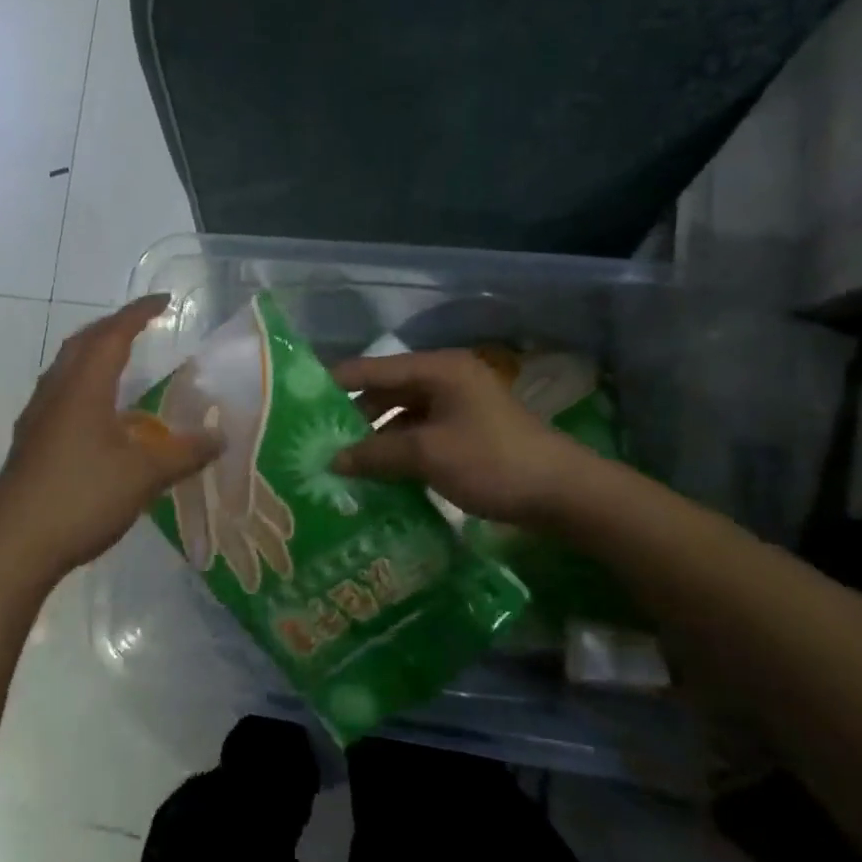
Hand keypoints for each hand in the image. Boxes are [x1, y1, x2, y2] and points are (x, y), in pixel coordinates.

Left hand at [0, 295, 222, 580]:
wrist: (12, 546)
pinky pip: (60, 396)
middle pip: (82, 344)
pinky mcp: (30, 444)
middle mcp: (55, 393)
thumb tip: (222, 437)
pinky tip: (99, 417)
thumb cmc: (81, 497)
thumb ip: (185, 453)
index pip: (113, 335)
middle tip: (140, 325)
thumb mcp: (144, 475)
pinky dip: (84, 387)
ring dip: (93, 356)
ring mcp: (37, 419)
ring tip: (120, 363)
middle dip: (112, 327)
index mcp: (83, 387)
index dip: (138, 313)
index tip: (163, 301)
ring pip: (66, 370)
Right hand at [330, 349, 604, 525]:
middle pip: (384, 390)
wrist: (564, 493)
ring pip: (400, 415)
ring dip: (374, 437)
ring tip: (339, 460)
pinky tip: (375, 473)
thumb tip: (332, 459)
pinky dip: (397, 449)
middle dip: (351, 416)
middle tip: (315, 439)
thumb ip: (375, 453)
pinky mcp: (465, 432)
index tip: (297, 403)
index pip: (371, 368)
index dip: (333, 384)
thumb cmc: (492, 461)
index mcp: (436, 369)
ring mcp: (457, 406)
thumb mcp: (427, 455)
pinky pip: (418, 433)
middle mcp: (444, 379)